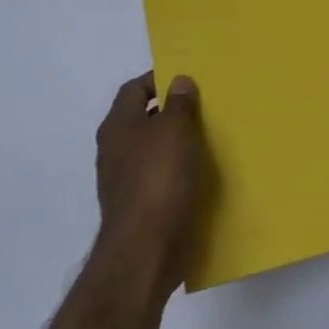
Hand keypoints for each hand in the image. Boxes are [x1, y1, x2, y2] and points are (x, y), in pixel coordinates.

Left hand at [93, 72, 205, 308]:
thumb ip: (178, 103)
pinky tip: (203, 172)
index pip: (135, 89)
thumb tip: (179, 81)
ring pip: (155, 149)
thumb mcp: (175, 130)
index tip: (191, 79)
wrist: (146, 249)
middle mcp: (116, 150)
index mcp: (118, 126)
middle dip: (173, 111)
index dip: (160, 79)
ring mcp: (126, 180)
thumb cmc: (159, 179)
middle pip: (145, 118)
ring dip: (179, 142)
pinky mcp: (142, 206)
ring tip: (212, 136)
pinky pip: (162, 176)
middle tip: (207, 105)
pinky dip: (180, 170)